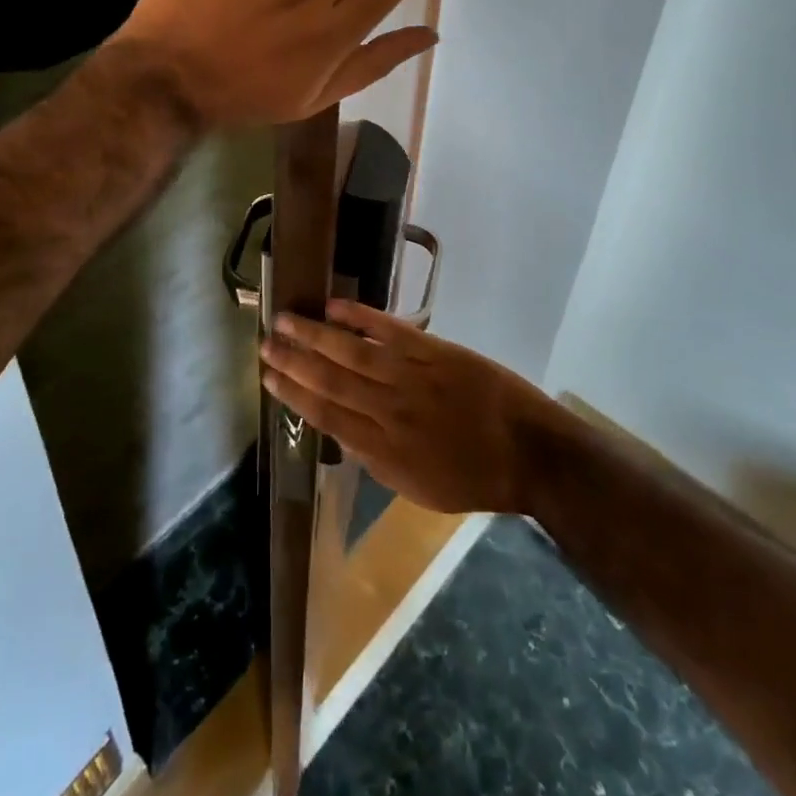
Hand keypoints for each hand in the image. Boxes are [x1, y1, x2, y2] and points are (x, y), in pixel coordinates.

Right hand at [259, 300, 557, 516]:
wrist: (529, 452)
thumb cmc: (474, 477)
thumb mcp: (418, 489)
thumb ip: (377, 459)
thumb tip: (342, 429)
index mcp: (384, 449)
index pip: (326, 416)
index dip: (293, 394)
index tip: (268, 377)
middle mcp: (390, 409)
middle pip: (331, 380)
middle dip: (294, 361)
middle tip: (265, 342)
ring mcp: (412, 376)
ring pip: (352, 351)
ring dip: (315, 335)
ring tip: (286, 319)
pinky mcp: (434, 351)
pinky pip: (390, 331)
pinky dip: (361, 317)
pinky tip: (335, 307)